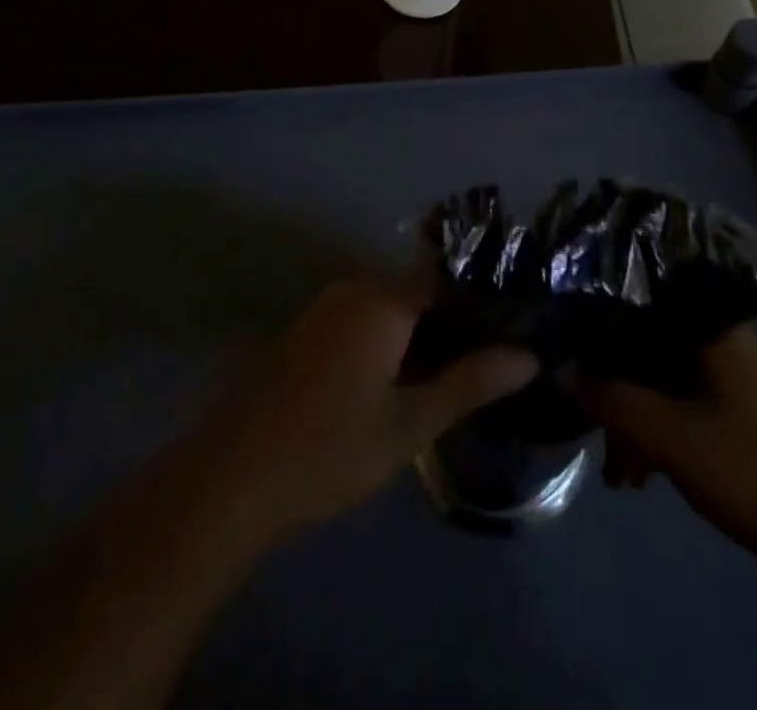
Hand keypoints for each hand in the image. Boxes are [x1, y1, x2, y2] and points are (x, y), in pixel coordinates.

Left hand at [181, 278, 538, 546]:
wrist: (229, 478)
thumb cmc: (328, 449)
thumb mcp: (408, 424)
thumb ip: (469, 383)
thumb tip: (527, 356)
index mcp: (383, 300)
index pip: (448, 278)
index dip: (483, 300)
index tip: (513, 326)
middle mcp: (354, 289)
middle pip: (420, 289)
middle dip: (455, 319)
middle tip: (490, 358)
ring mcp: (326, 308)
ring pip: (392, 305)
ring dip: (422, 332)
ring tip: (457, 371)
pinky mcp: (308, 331)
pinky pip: (364, 318)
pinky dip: (391, 339)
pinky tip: (404, 378)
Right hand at [579, 327, 756, 571]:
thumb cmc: (751, 469)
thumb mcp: (668, 436)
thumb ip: (609, 398)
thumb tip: (557, 369)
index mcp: (705, 322)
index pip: (634, 297)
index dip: (593, 318)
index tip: (559, 342)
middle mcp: (712, 334)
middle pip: (641, 341)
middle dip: (608, 385)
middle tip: (584, 425)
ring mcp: (723, 370)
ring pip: (655, 375)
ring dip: (629, 417)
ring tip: (616, 473)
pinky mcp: (728, 404)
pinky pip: (674, 400)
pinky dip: (653, 429)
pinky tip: (638, 475)